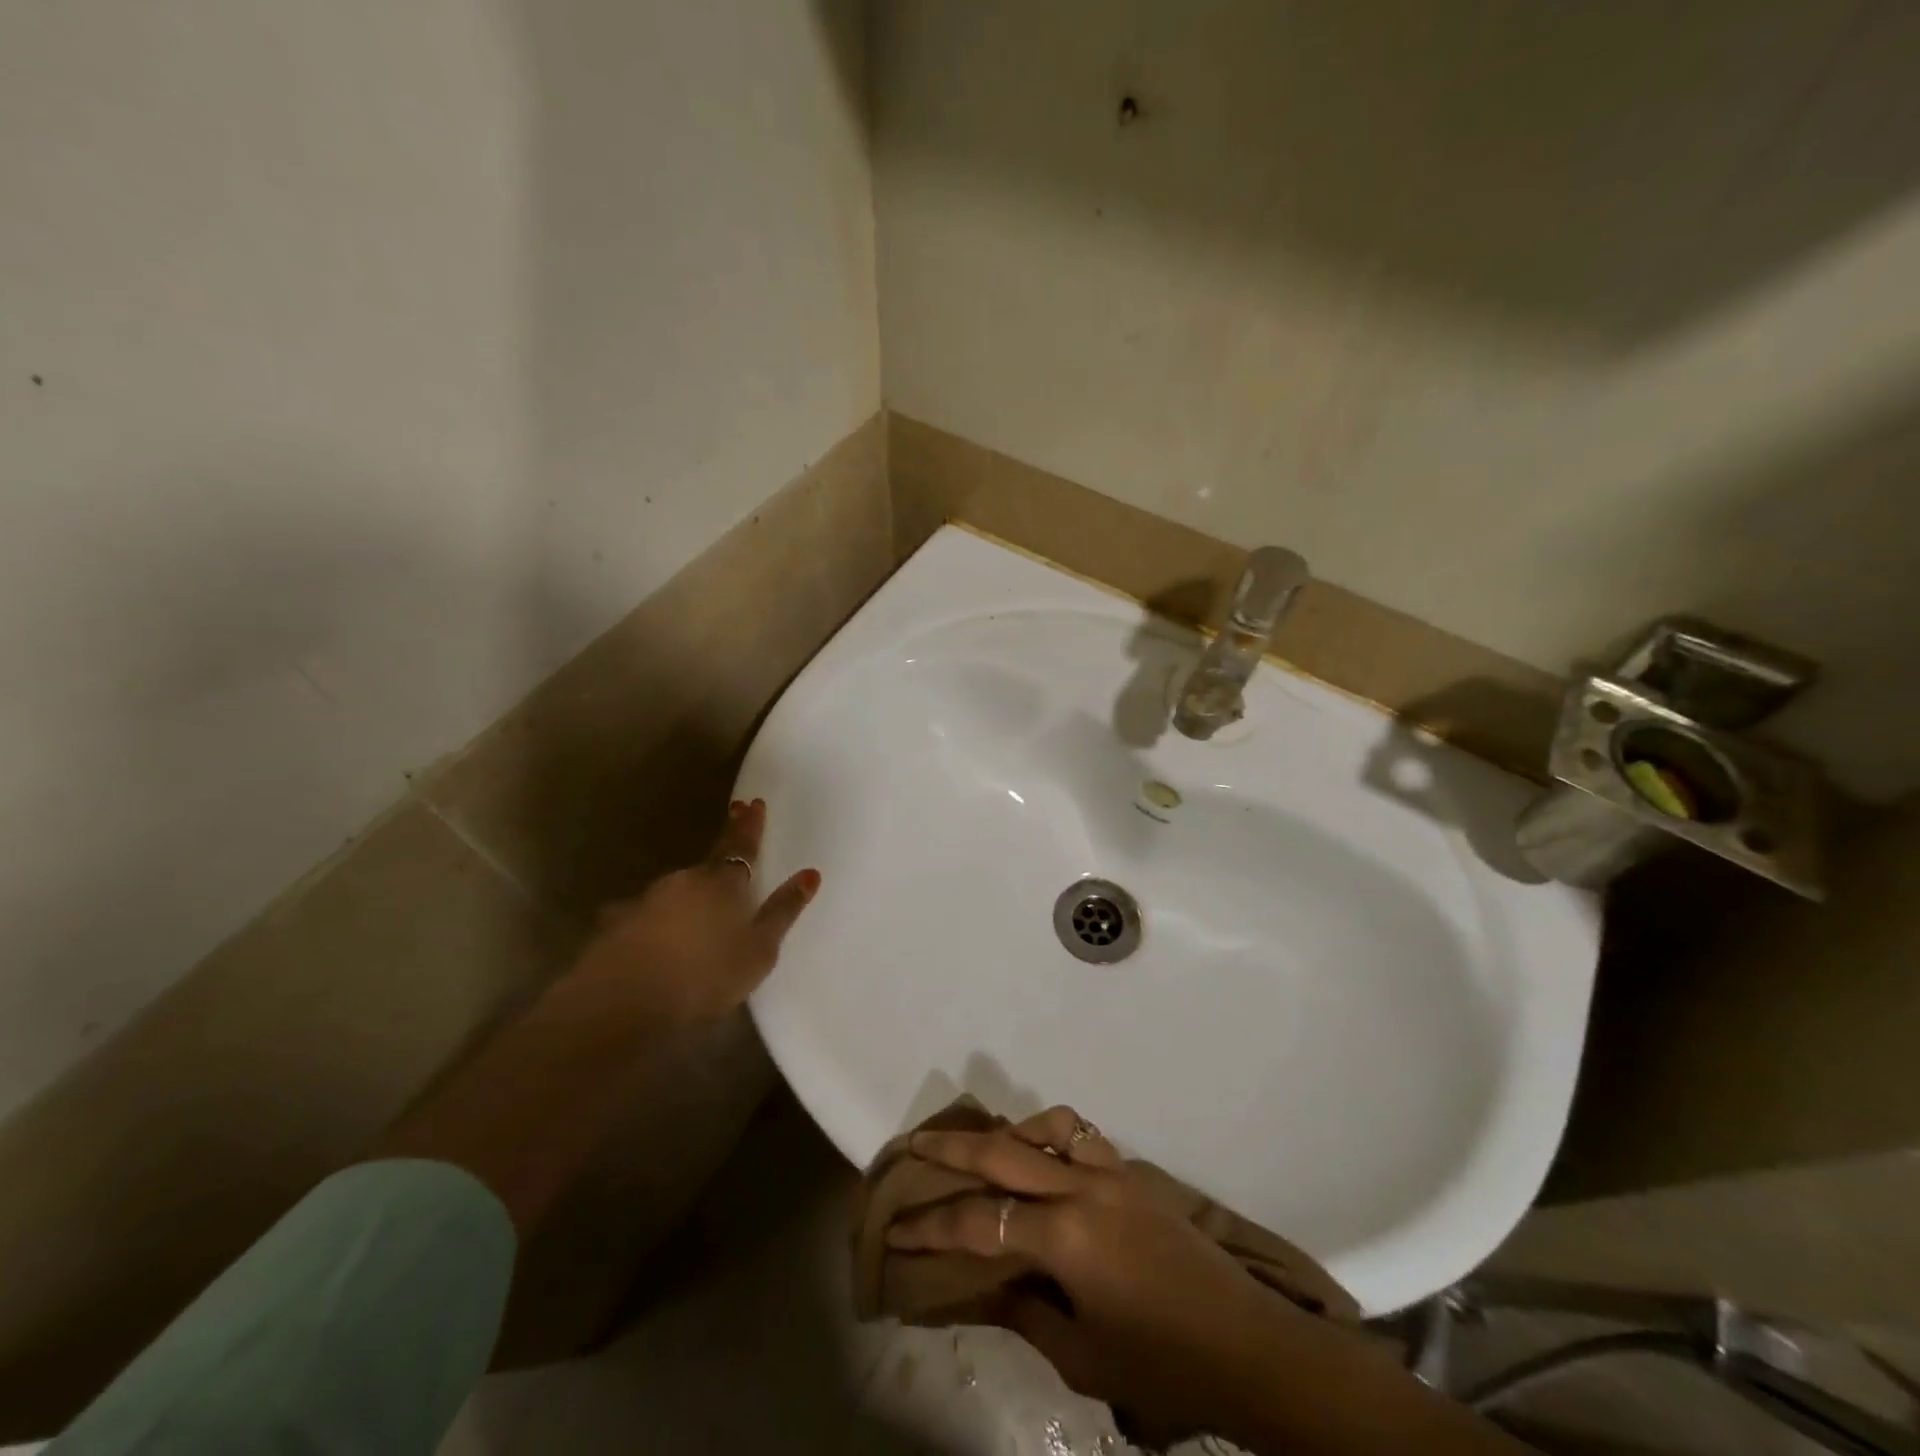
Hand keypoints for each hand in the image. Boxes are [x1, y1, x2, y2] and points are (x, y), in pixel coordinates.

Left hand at [567, 798, 819, 1027]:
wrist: (626, 1001)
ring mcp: (645, 900)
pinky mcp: (615, 925)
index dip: (749, 826)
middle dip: (718, 860)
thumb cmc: (707, 975)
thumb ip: (783, 911)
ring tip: (691, 916)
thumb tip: (810, 874)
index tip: (752, 803)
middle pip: (706, 866)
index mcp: (723, 883)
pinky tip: (648, 940)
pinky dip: (651, 922)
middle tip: (727, 850)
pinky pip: (640, 916)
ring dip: (685, 897)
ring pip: (673, 891)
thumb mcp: (760, 949)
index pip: (741, 845)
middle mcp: (684, 881)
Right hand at [888, 1107, 1324, 1445]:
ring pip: (1045, 1127)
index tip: (897, 1227)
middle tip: (914, 1141)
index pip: (979, 1223)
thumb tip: (989, 1284)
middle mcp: (1081, 1188)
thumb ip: (1027, 1312)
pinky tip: (1043, 1155)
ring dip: (1006, 1131)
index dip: (932, 1227)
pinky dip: (1052, 1135)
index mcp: (1065, 1237)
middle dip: (951, 1148)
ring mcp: (1110, 1172)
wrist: (1245, 1344)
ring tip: (982, 1146)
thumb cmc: (1161, 1364)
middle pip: (1003, 1152)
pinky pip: (1081, 1136)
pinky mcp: (1132, 1172)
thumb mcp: (1082, 1357)